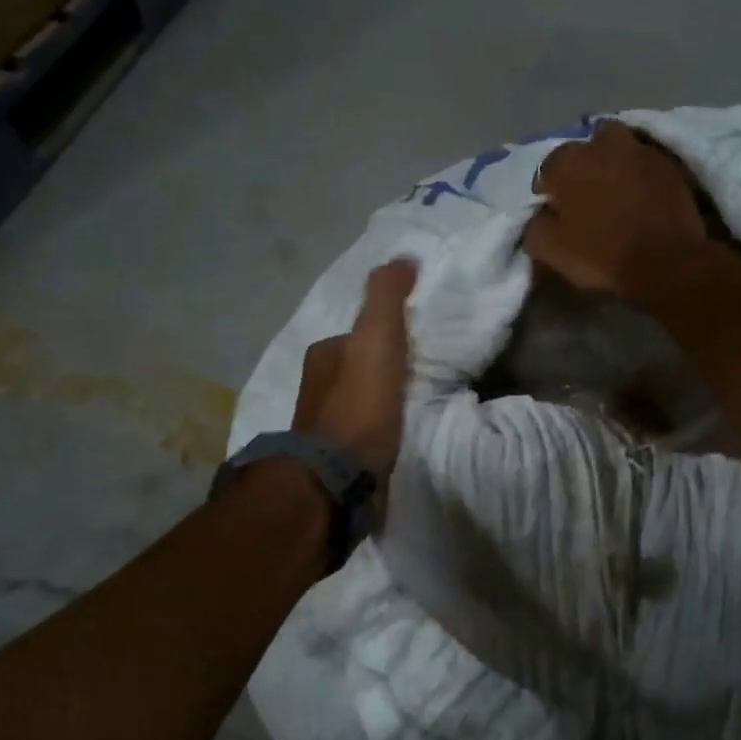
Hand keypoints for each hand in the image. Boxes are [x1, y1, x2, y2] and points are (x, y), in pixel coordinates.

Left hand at [292, 259, 417, 481]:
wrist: (336, 480)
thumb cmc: (358, 405)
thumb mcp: (376, 338)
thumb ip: (387, 297)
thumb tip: (403, 259)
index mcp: (323, 357)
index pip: (360, 336)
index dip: (388, 336)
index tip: (418, 343)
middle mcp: (317, 389)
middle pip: (360, 371)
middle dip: (386, 372)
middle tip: (423, 376)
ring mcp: (323, 429)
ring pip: (362, 405)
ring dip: (385, 404)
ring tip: (419, 409)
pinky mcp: (335, 463)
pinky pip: (366, 436)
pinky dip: (382, 433)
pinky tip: (401, 439)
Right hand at [523, 122, 706, 300]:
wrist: (664, 263)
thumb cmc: (600, 255)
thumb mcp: (548, 249)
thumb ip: (535, 224)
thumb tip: (540, 213)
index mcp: (567, 162)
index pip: (547, 169)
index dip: (549, 191)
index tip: (555, 211)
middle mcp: (602, 145)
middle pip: (585, 149)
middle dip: (583, 166)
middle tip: (587, 194)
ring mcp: (640, 150)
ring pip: (618, 147)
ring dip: (613, 162)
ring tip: (615, 187)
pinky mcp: (670, 164)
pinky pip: (646, 161)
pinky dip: (640, 173)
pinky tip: (641, 193)